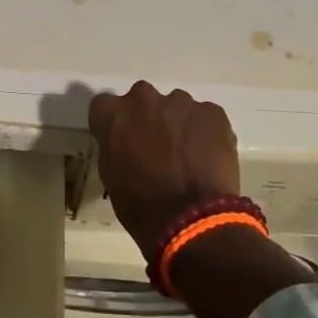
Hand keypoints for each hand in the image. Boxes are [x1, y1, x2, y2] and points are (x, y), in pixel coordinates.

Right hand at [89, 80, 240, 260]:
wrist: (190, 219)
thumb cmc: (140, 205)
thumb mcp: (111, 175)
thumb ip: (114, 146)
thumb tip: (125, 142)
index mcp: (113, 113)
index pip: (105, 106)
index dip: (115, 123)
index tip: (122, 140)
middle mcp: (144, 98)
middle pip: (143, 100)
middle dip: (148, 118)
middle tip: (157, 148)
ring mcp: (181, 102)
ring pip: (177, 108)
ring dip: (178, 125)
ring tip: (188, 157)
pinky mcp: (212, 112)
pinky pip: (205, 117)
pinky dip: (205, 133)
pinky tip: (208, 159)